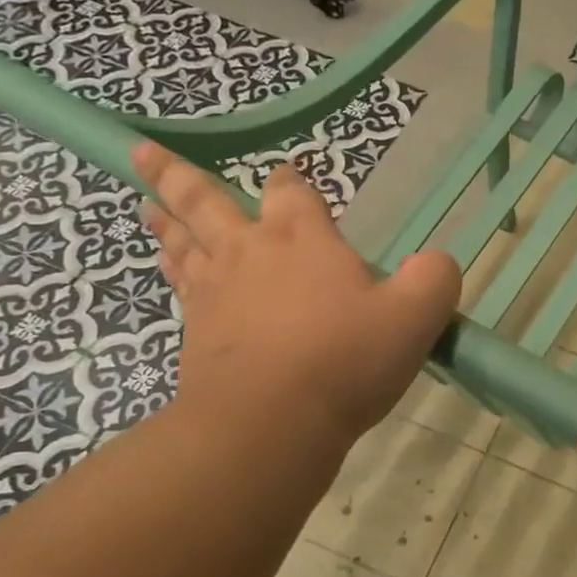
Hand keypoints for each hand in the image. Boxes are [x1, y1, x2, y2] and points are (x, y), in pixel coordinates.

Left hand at [134, 143, 459, 449]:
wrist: (268, 423)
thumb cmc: (345, 359)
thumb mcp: (416, 316)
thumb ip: (434, 279)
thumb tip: (436, 262)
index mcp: (302, 239)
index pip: (291, 191)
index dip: (290, 180)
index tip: (286, 173)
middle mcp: (251, 253)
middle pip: (205, 202)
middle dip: (177, 176)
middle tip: (140, 153)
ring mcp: (215, 293)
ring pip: (183, 244)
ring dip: (165, 222)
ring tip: (147, 206)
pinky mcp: (195, 334)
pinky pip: (181, 289)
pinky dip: (173, 272)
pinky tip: (173, 272)